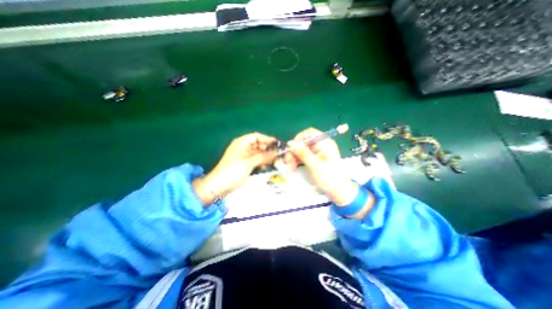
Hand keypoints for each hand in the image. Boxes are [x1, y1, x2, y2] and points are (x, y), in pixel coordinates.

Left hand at [193, 132, 277, 204]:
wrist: (219, 186)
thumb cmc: (233, 171)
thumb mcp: (249, 163)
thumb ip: (263, 157)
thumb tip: (277, 152)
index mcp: (242, 142)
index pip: (257, 137)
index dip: (267, 139)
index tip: (278, 144)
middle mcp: (243, 147)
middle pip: (259, 145)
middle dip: (268, 149)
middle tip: (279, 154)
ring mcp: (244, 156)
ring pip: (258, 153)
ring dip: (266, 156)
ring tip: (277, 160)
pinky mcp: (245, 164)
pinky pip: (256, 160)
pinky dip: (262, 162)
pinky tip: (268, 166)